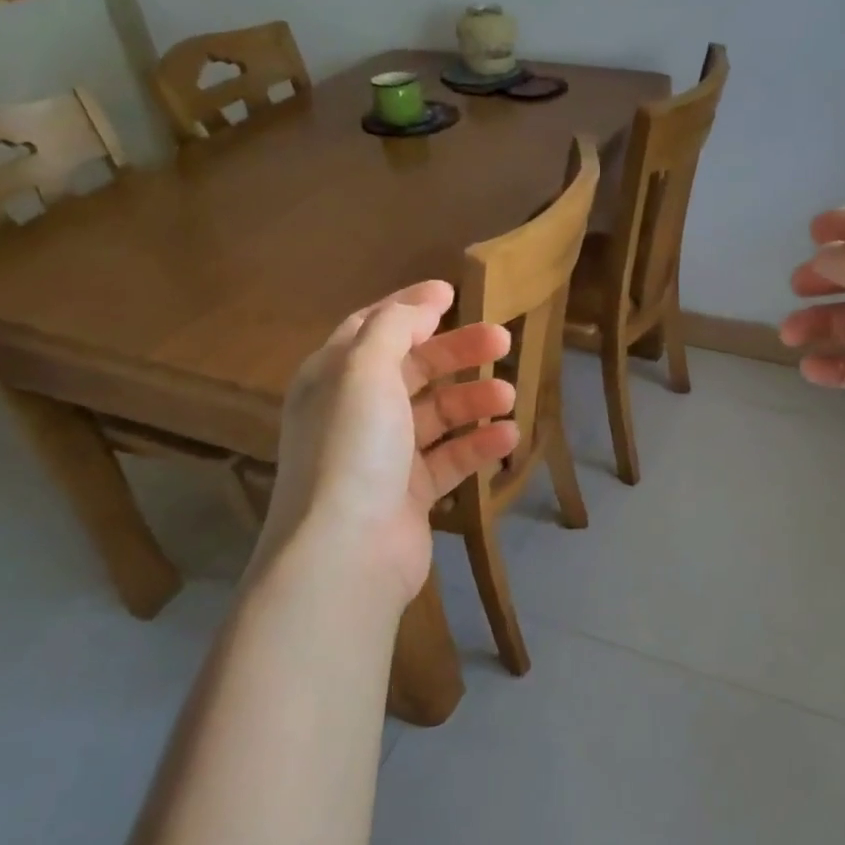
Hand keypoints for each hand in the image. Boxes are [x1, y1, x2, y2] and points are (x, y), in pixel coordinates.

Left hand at [249, 280, 517, 608]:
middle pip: (413, 368)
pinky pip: (449, 458)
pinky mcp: (409, 494)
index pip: (373, 327)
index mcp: (333, 377)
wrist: (347, 552)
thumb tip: (423, 303)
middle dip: (457, 351)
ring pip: (436, 415)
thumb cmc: (354, 448)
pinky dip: (478, 445)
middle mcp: (355, 412)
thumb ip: (394, 327)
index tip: (453, 292)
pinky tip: (509, 437)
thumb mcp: (365, 371)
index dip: (411, 306)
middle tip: (503, 339)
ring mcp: (383, 456)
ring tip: (510, 393)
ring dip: (474, 399)